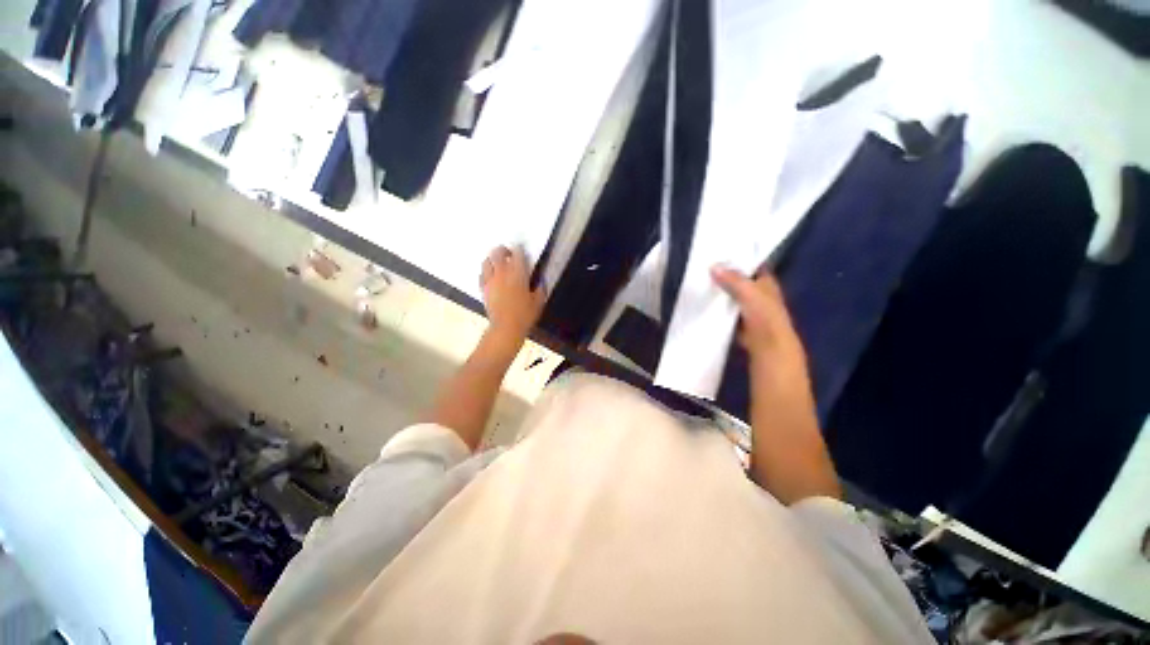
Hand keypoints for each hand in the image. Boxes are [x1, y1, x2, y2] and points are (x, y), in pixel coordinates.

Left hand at [480, 246, 545, 343]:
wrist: (506, 327)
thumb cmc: (525, 315)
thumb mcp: (538, 301)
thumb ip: (540, 289)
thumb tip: (539, 283)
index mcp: (518, 273)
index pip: (517, 253)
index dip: (520, 250)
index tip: (522, 251)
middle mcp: (502, 273)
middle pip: (497, 252)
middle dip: (503, 250)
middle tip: (509, 254)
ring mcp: (490, 280)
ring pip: (486, 261)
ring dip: (492, 259)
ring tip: (499, 264)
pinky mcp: (483, 289)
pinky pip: (482, 274)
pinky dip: (486, 272)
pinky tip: (492, 277)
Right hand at [711, 265, 807, 380]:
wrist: (767, 347)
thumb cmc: (764, 317)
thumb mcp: (748, 293)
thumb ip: (733, 279)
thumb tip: (713, 266)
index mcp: (767, 282)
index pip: (754, 265)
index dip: (740, 258)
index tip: (721, 252)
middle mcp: (760, 293)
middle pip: (741, 280)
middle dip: (726, 274)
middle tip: (705, 266)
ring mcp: (750, 309)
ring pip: (733, 295)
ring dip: (721, 290)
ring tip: (702, 281)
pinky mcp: (740, 321)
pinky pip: (727, 309)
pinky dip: (719, 305)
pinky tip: (706, 301)